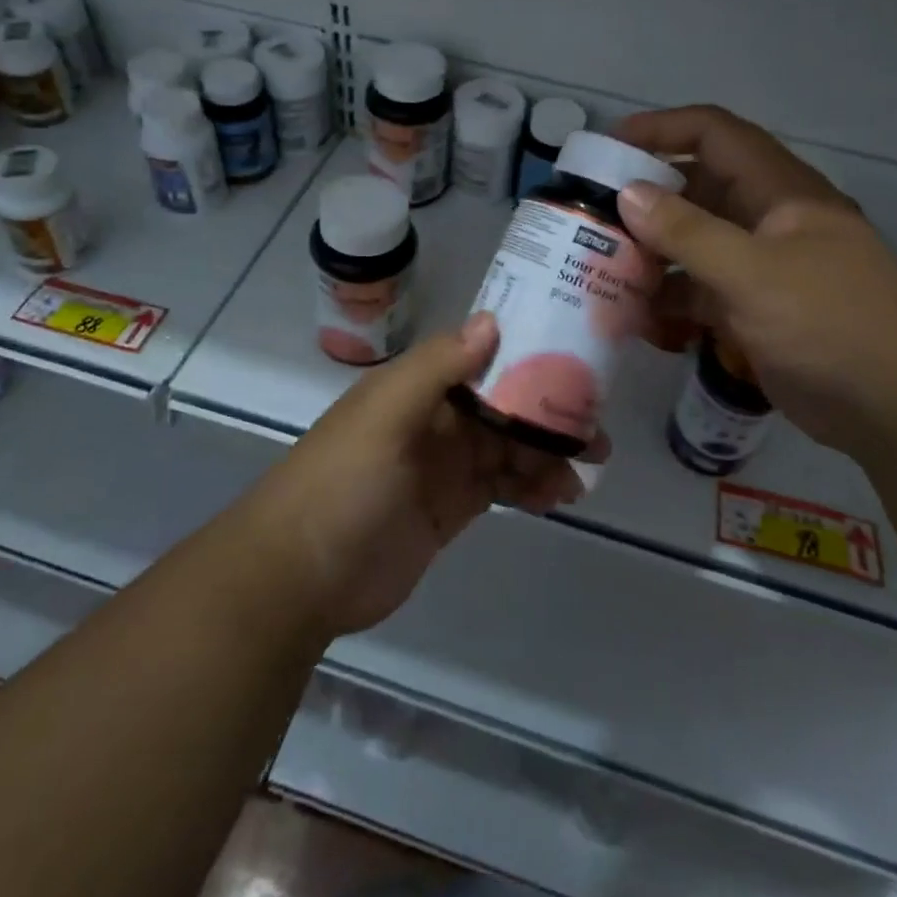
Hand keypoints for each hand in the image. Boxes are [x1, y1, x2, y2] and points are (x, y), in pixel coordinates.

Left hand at [241, 314, 603, 637]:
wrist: (300, 576)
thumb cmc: (342, 484)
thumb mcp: (385, 416)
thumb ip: (437, 368)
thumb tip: (491, 320)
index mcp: (417, 387)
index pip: (481, 358)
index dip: (527, 356)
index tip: (577, 360)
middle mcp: (433, 419)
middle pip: (504, 405)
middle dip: (549, 413)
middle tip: (597, 430)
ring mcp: (443, 466)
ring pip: (508, 447)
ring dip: (546, 454)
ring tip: (585, 472)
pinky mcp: (451, 508)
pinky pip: (501, 487)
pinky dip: (530, 488)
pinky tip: (558, 497)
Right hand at [614, 105, 896, 459]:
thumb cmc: (832, 322)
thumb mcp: (753, 273)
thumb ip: (688, 232)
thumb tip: (629, 194)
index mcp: (778, 191)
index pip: (713, 135)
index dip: (661, 129)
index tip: (607, 147)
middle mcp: (767, 221)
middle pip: (696, 191)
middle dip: (645, 200)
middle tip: (591, 216)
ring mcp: (762, 269)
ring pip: (694, 246)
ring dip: (652, 256)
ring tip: (601, 271)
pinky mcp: (756, 312)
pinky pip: (702, 294)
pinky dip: (671, 302)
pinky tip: (638, 321)